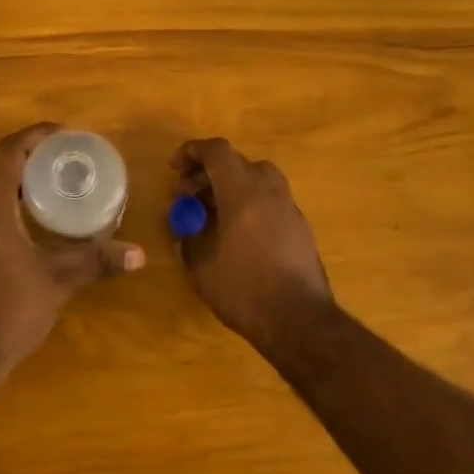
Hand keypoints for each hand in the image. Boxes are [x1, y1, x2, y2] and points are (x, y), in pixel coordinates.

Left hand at [0, 123, 144, 381]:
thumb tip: (139, 254)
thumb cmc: (7, 307)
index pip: (8, 152)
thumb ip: (96, 262)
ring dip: (22, 181)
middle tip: (70, 158)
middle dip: (34, 156)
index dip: (36, 136)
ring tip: (60, 184)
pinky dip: (14, 204)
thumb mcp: (58, 281)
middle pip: (0, 167)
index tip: (66, 134)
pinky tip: (40, 221)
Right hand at [170, 137, 333, 345]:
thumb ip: (190, 237)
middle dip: (208, 172)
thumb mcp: (202, 265)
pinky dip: (249, 202)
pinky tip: (236, 232)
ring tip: (211, 213)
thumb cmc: (245, 289)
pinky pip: (269, 199)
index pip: (217, 151)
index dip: (192, 152)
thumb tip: (187, 225)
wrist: (300, 321)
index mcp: (243, 192)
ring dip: (230, 186)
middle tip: (188, 195)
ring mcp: (289, 208)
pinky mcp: (300, 227)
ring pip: (257, 179)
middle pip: (237, 162)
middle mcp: (269, 191)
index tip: (174, 167)